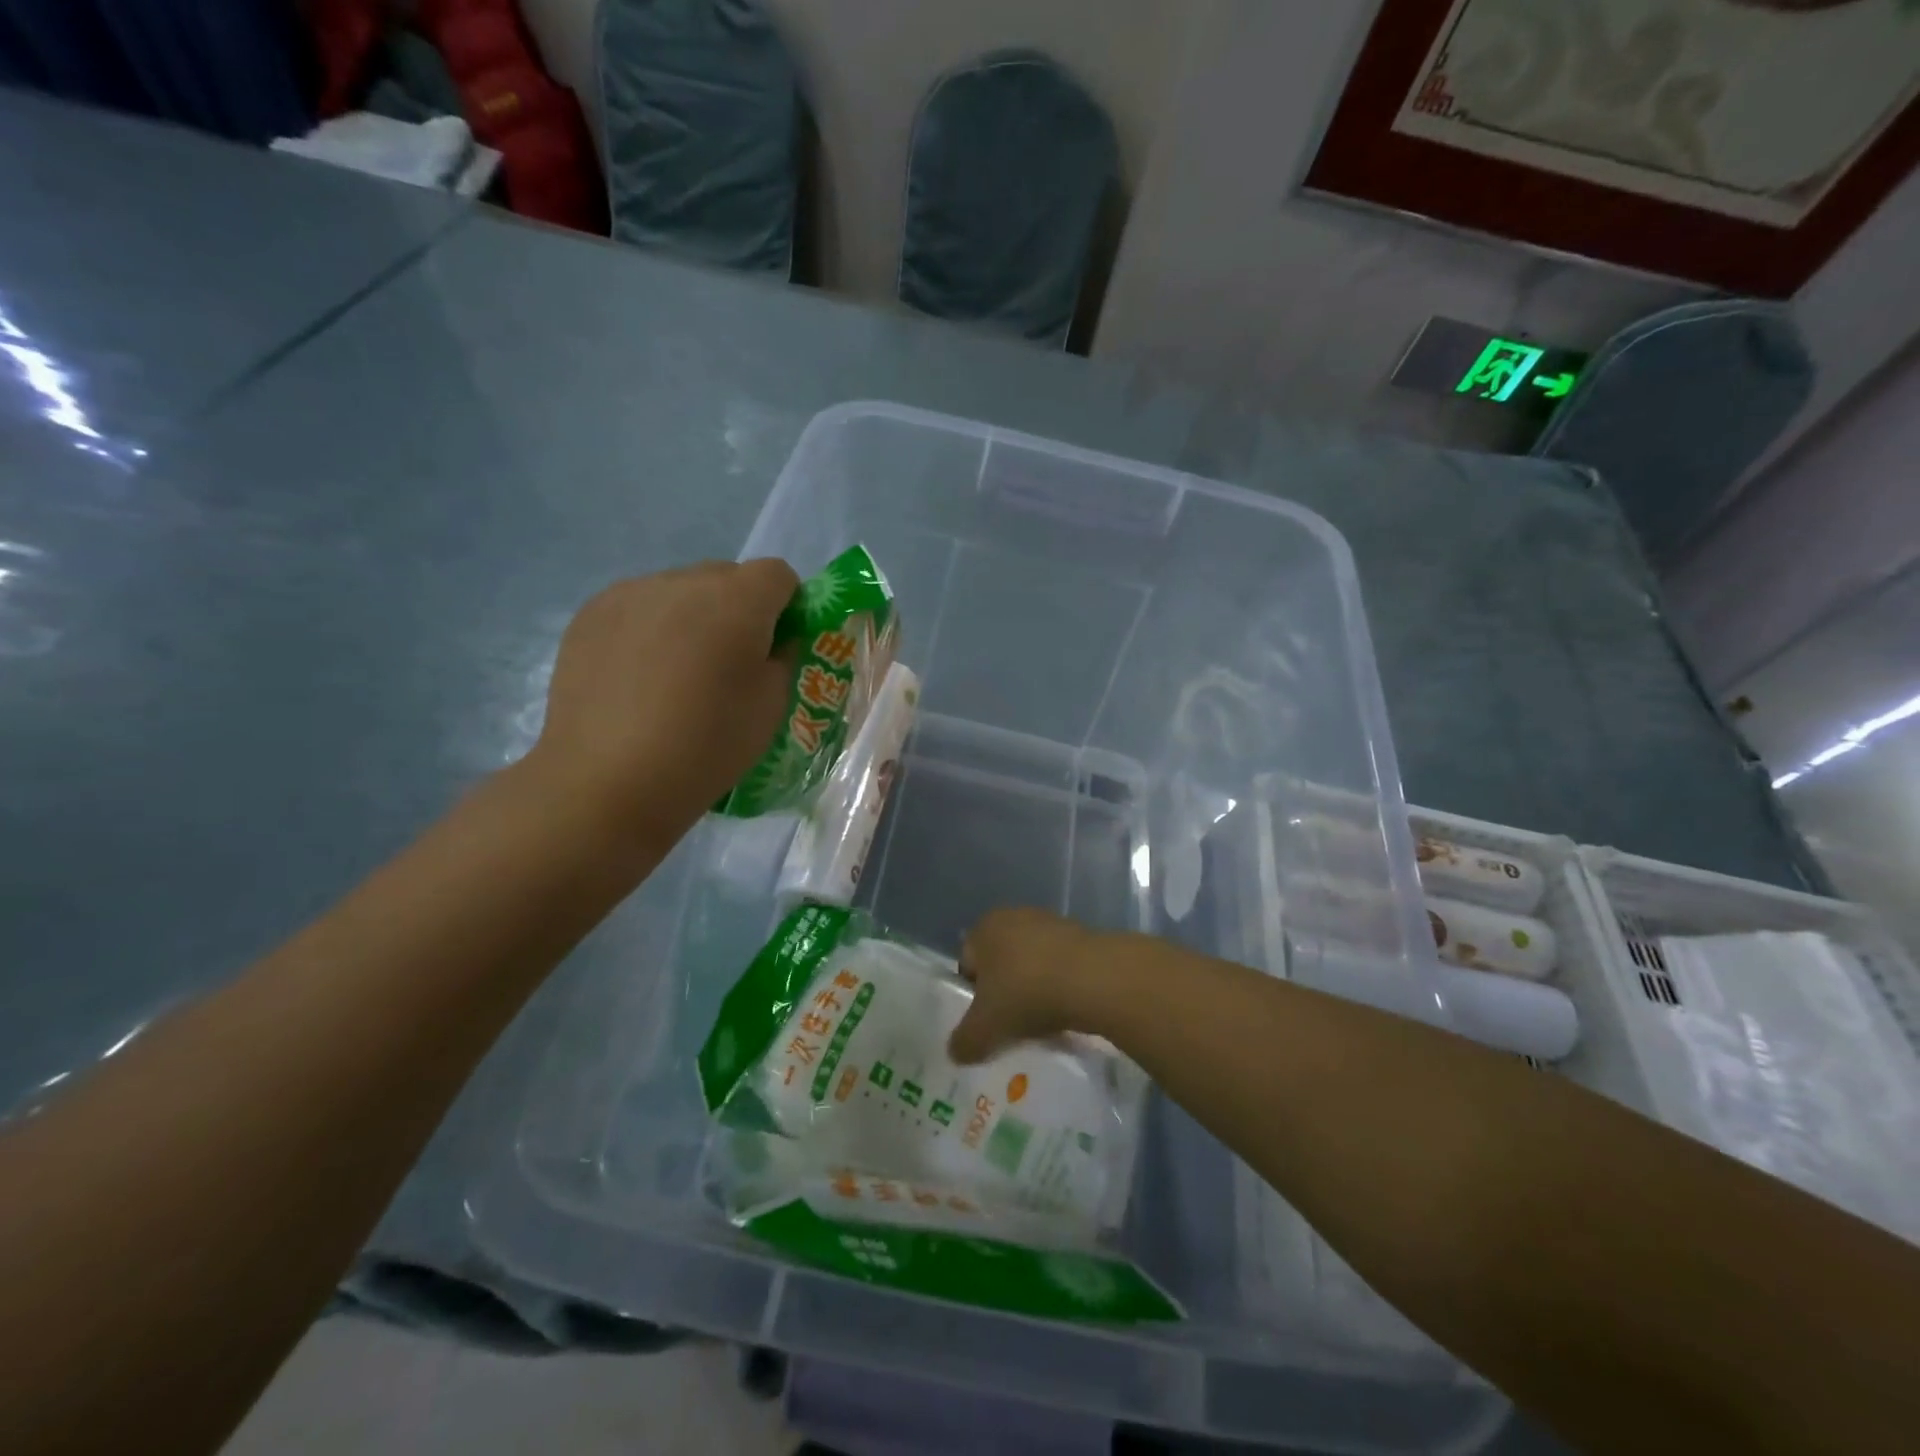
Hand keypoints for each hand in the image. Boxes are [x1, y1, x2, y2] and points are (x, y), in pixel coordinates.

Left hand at [525, 559, 797, 844]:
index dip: (787, 607)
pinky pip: (638, 607)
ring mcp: (629, 593)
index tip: (778, 647)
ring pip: (680, 591)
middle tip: (728, 665)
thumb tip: (773, 640)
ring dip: (692, 618)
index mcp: (737, 600)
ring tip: (676, 675)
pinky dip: (650, 630)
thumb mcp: (772, 707)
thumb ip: (782, 658)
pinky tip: (639, 678)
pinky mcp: (589, 615)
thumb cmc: (706, 747)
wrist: (607, 782)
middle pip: (726, 577)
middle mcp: (682, 581)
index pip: (778, 575)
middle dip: (738, 610)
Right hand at [948, 908, 1109, 1063]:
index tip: (985, 1023)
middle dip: (1004, 992)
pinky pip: (1059, 967)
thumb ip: (964, 1041)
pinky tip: (1066, 1011)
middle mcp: (1014, 916)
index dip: (972, 996)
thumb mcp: (985, 1027)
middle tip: (1010, 1025)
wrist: (1093, 978)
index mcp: (985, 927)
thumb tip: (955, 1052)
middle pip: (1001, 963)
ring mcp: (1050, 923)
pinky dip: (1059, 986)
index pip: (967, 964)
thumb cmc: (1026, 992)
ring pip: (1031, 964)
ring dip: (1033, 989)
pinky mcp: (1081, 935)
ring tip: (1041, 1023)